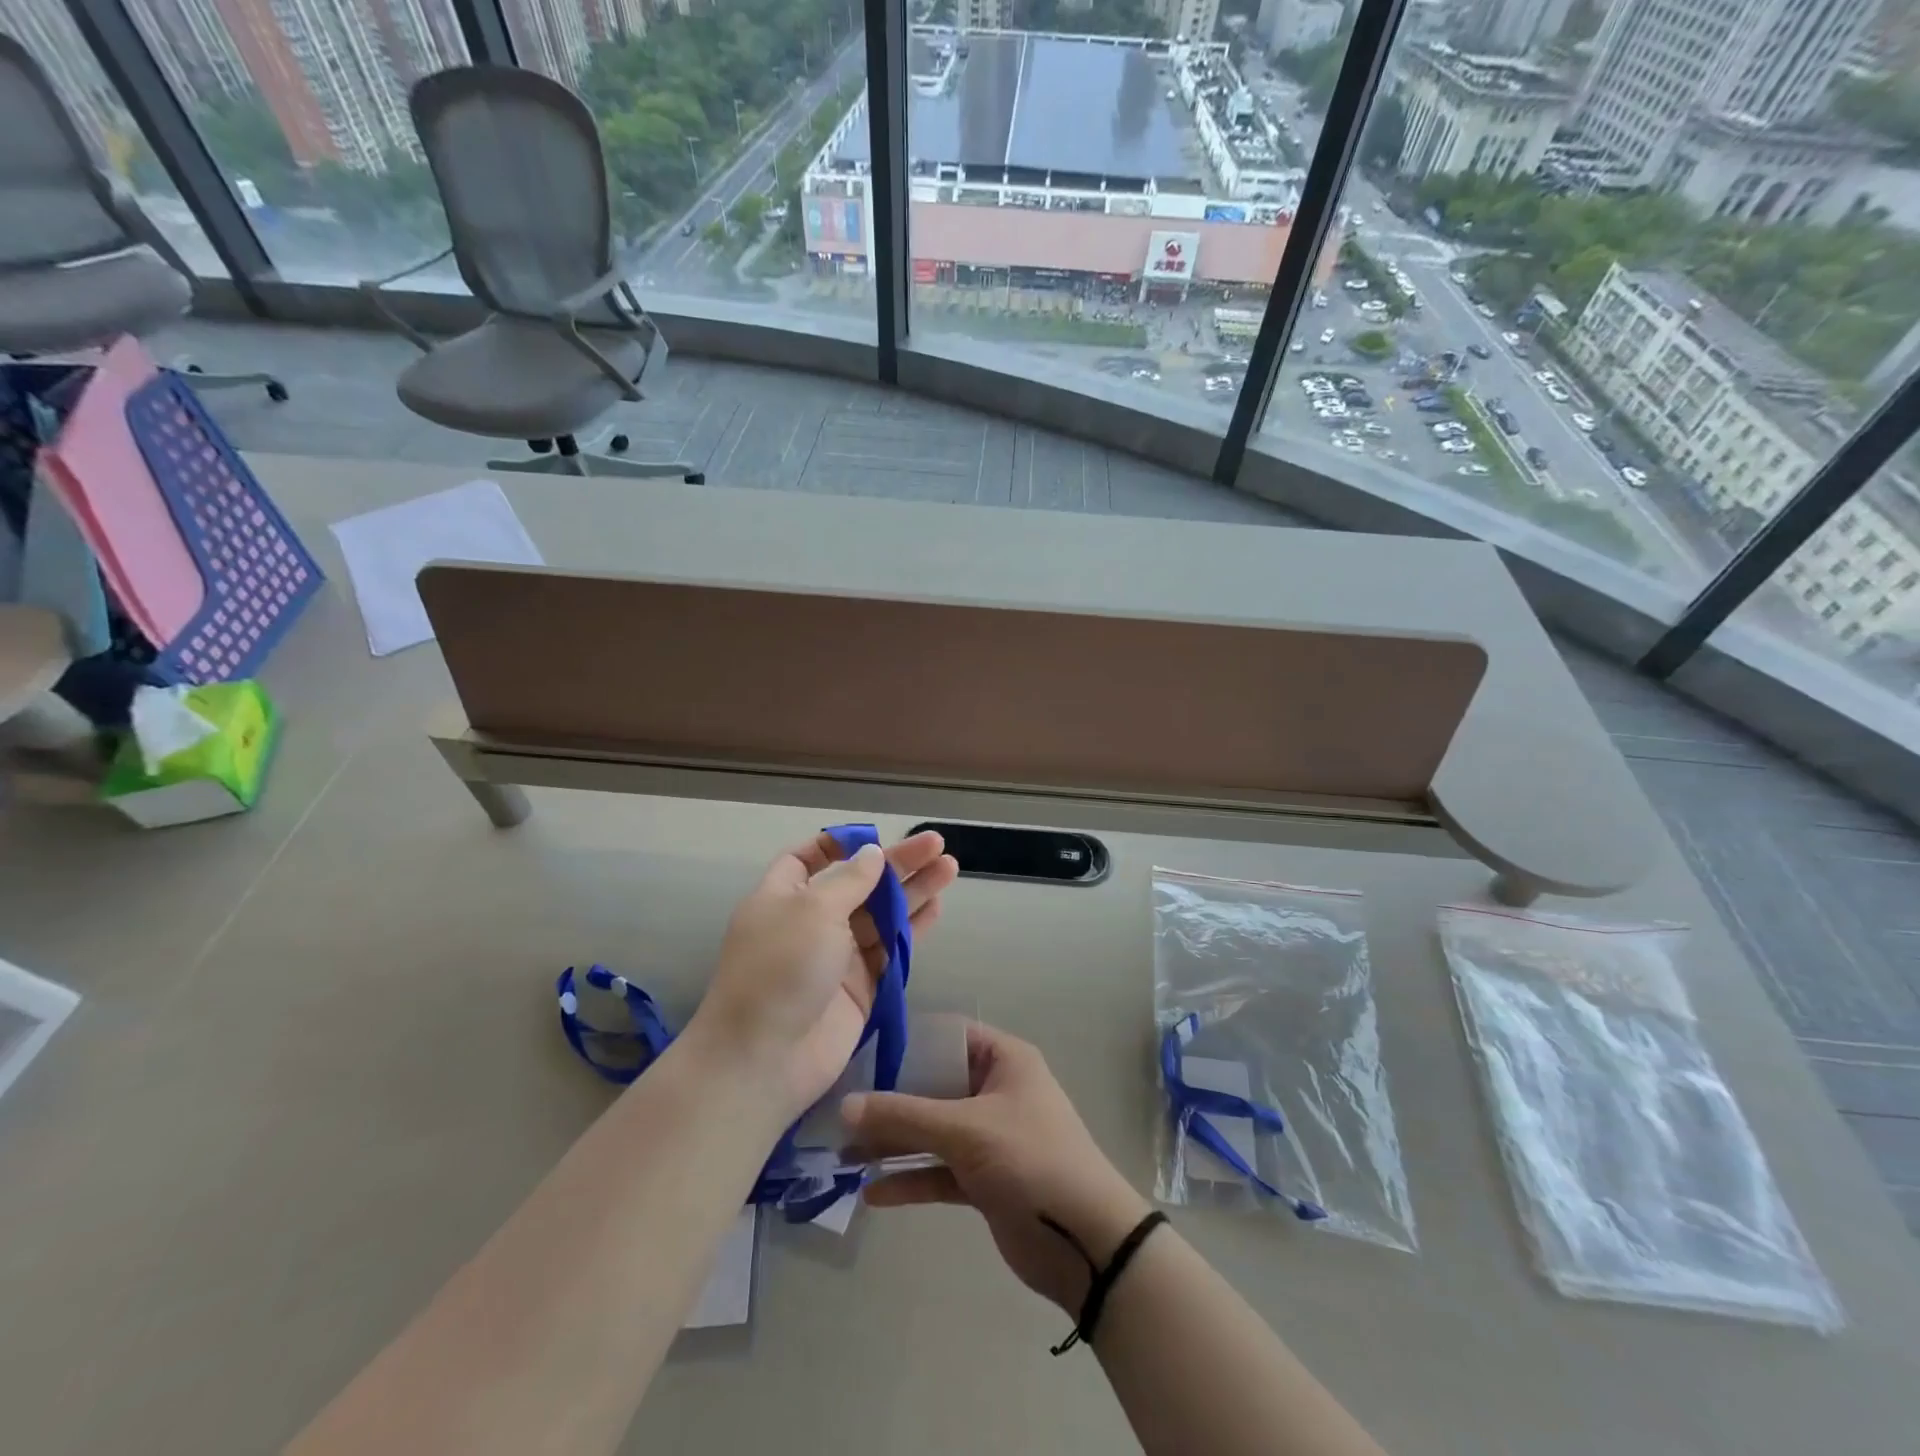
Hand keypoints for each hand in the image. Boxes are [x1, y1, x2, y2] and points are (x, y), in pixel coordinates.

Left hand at [688, 829, 957, 1121]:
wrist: (765, 1059)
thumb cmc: (780, 969)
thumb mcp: (812, 910)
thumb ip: (850, 880)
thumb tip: (872, 854)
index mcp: (783, 897)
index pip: (807, 859)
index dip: (838, 845)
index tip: (873, 837)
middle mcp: (810, 922)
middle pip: (858, 883)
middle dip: (896, 864)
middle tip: (936, 844)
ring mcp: (837, 956)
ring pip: (881, 915)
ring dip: (913, 891)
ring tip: (949, 868)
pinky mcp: (861, 987)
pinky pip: (890, 950)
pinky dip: (913, 929)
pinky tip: (937, 908)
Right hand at [844, 1023, 1151, 1314]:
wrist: (1085, 1241)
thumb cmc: (1030, 1159)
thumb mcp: (965, 1129)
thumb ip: (904, 1116)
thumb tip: (845, 1105)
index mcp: (1004, 1061)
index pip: (949, 1036)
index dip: (908, 1043)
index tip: (862, 1054)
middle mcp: (996, 1092)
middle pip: (935, 1086)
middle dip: (891, 1100)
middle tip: (842, 1108)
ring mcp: (990, 1137)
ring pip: (933, 1131)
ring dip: (894, 1142)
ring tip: (844, 1152)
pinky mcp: (985, 1180)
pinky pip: (940, 1171)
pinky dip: (910, 1179)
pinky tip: (872, 1192)